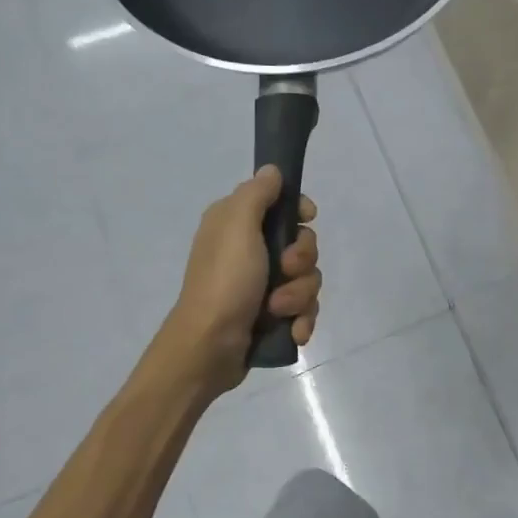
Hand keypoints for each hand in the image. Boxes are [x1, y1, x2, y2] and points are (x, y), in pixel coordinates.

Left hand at [160, 166, 320, 395]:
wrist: (209, 347)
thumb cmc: (224, 282)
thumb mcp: (237, 227)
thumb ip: (257, 194)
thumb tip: (272, 170)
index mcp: (237, 224)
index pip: (281, 204)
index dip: (299, 212)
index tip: (306, 219)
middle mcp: (250, 251)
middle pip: (302, 244)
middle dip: (302, 261)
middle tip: (284, 271)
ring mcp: (262, 285)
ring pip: (307, 279)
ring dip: (299, 296)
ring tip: (278, 310)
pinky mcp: (271, 315)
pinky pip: (304, 309)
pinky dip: (300, 319)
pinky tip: (292, 330)